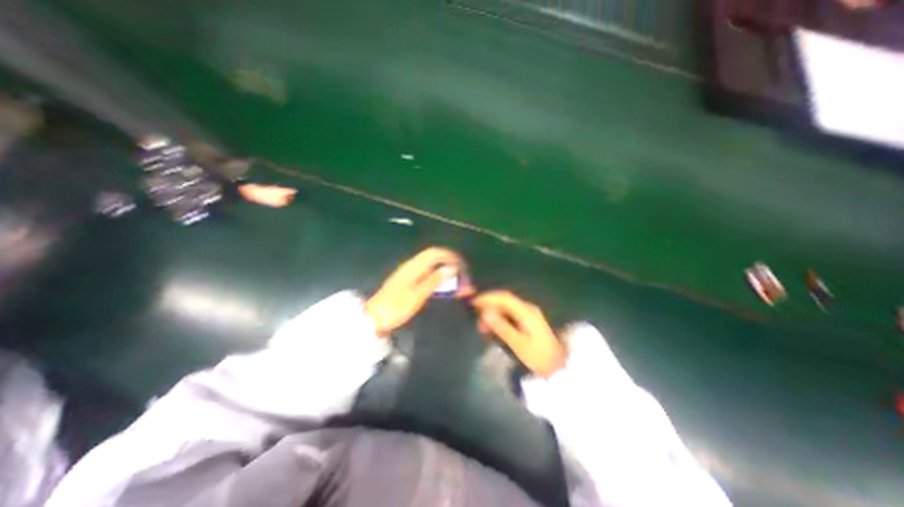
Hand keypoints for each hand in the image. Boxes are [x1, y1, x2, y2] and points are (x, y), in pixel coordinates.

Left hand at [366, 246, 475, 333]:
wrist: (374, 318)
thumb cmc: (396, 308)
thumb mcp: (417, 295)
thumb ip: (435, 280)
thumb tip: (451, 268)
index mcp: (413, 266)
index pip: (435, 252)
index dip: (449, 256)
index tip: (462, 265)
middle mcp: (411, 265)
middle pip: (433, 256)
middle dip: (448, 261)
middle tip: (460, 273)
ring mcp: (407, 272)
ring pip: (429, 263)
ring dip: (442, 268)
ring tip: (454, 279)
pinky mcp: (406, 280)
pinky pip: (425, 271)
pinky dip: (435, 275)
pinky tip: (440, 285)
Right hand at [474, 291, 562, 377]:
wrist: (559, 367)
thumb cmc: (538, 356)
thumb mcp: (518, 343)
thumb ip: (501, 327)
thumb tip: (485, 313)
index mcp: (526, 311)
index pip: (504, 298)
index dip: (488, 297)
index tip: (473, 302)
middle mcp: (527, 308)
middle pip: (505, 301)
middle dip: (489, 305)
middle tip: (475, 315)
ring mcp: (529, 314)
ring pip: (507, 307)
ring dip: (493, 311)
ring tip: (482, 324)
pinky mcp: (528, 321)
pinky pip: (510, 313)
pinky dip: (499, 317)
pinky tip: (493, 326)